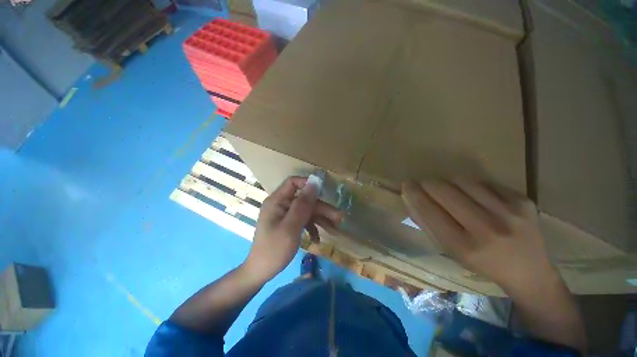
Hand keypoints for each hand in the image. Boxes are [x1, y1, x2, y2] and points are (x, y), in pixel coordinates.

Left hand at [243, 176, 343, 282]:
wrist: (261, 272)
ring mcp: (284, 214)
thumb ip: (303, 204)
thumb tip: (314, 182)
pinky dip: (311, 227)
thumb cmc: (274, 249)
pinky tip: (317, 239)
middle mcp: (281, 204)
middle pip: (304, 199)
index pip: (293, 182)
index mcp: (277, 201)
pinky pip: (302, 220)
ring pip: (306, 210)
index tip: (324, 193)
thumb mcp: (291, 227)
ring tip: (335, 229)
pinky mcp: (288, 223)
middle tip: (338, 218)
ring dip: (320, 219)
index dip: (308, 184)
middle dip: (321, 208)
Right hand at [401, 178, 557, 289]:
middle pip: (444, 191)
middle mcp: (487, 229)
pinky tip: (472, 196)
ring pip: (462, 181)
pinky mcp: (522, 200)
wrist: (529, 272)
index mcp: (464, 246)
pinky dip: (470, 186)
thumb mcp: (449, 250)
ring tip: (447, 190)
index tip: (406, 184)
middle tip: (423, 184)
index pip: (429, 210)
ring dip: (447, 182)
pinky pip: (483, 182)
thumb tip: (410, 199)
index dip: (414, 194)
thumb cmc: (481, 264)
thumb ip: (427, 224)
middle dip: (427, 184)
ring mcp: (509, 212)